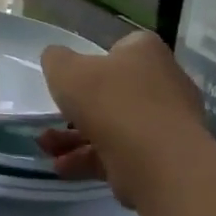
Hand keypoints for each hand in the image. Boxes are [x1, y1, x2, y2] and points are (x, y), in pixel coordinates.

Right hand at [38, 32, 202, 206]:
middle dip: (79, 108)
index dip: (94, 60)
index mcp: (146, 52)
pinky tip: (63, 168)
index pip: (122, 47)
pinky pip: (123, 153)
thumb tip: (57, 59)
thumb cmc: (110, 102)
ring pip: (115, 126)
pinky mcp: (165, 159)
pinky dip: (92, 159)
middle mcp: (165, 83)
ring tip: (47, 148)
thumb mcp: (65, 70)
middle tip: (53, 117)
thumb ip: (56, 59)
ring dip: (77, 137)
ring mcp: (167, 124)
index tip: (73, 76)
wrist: (158, 163)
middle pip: (115, 91)